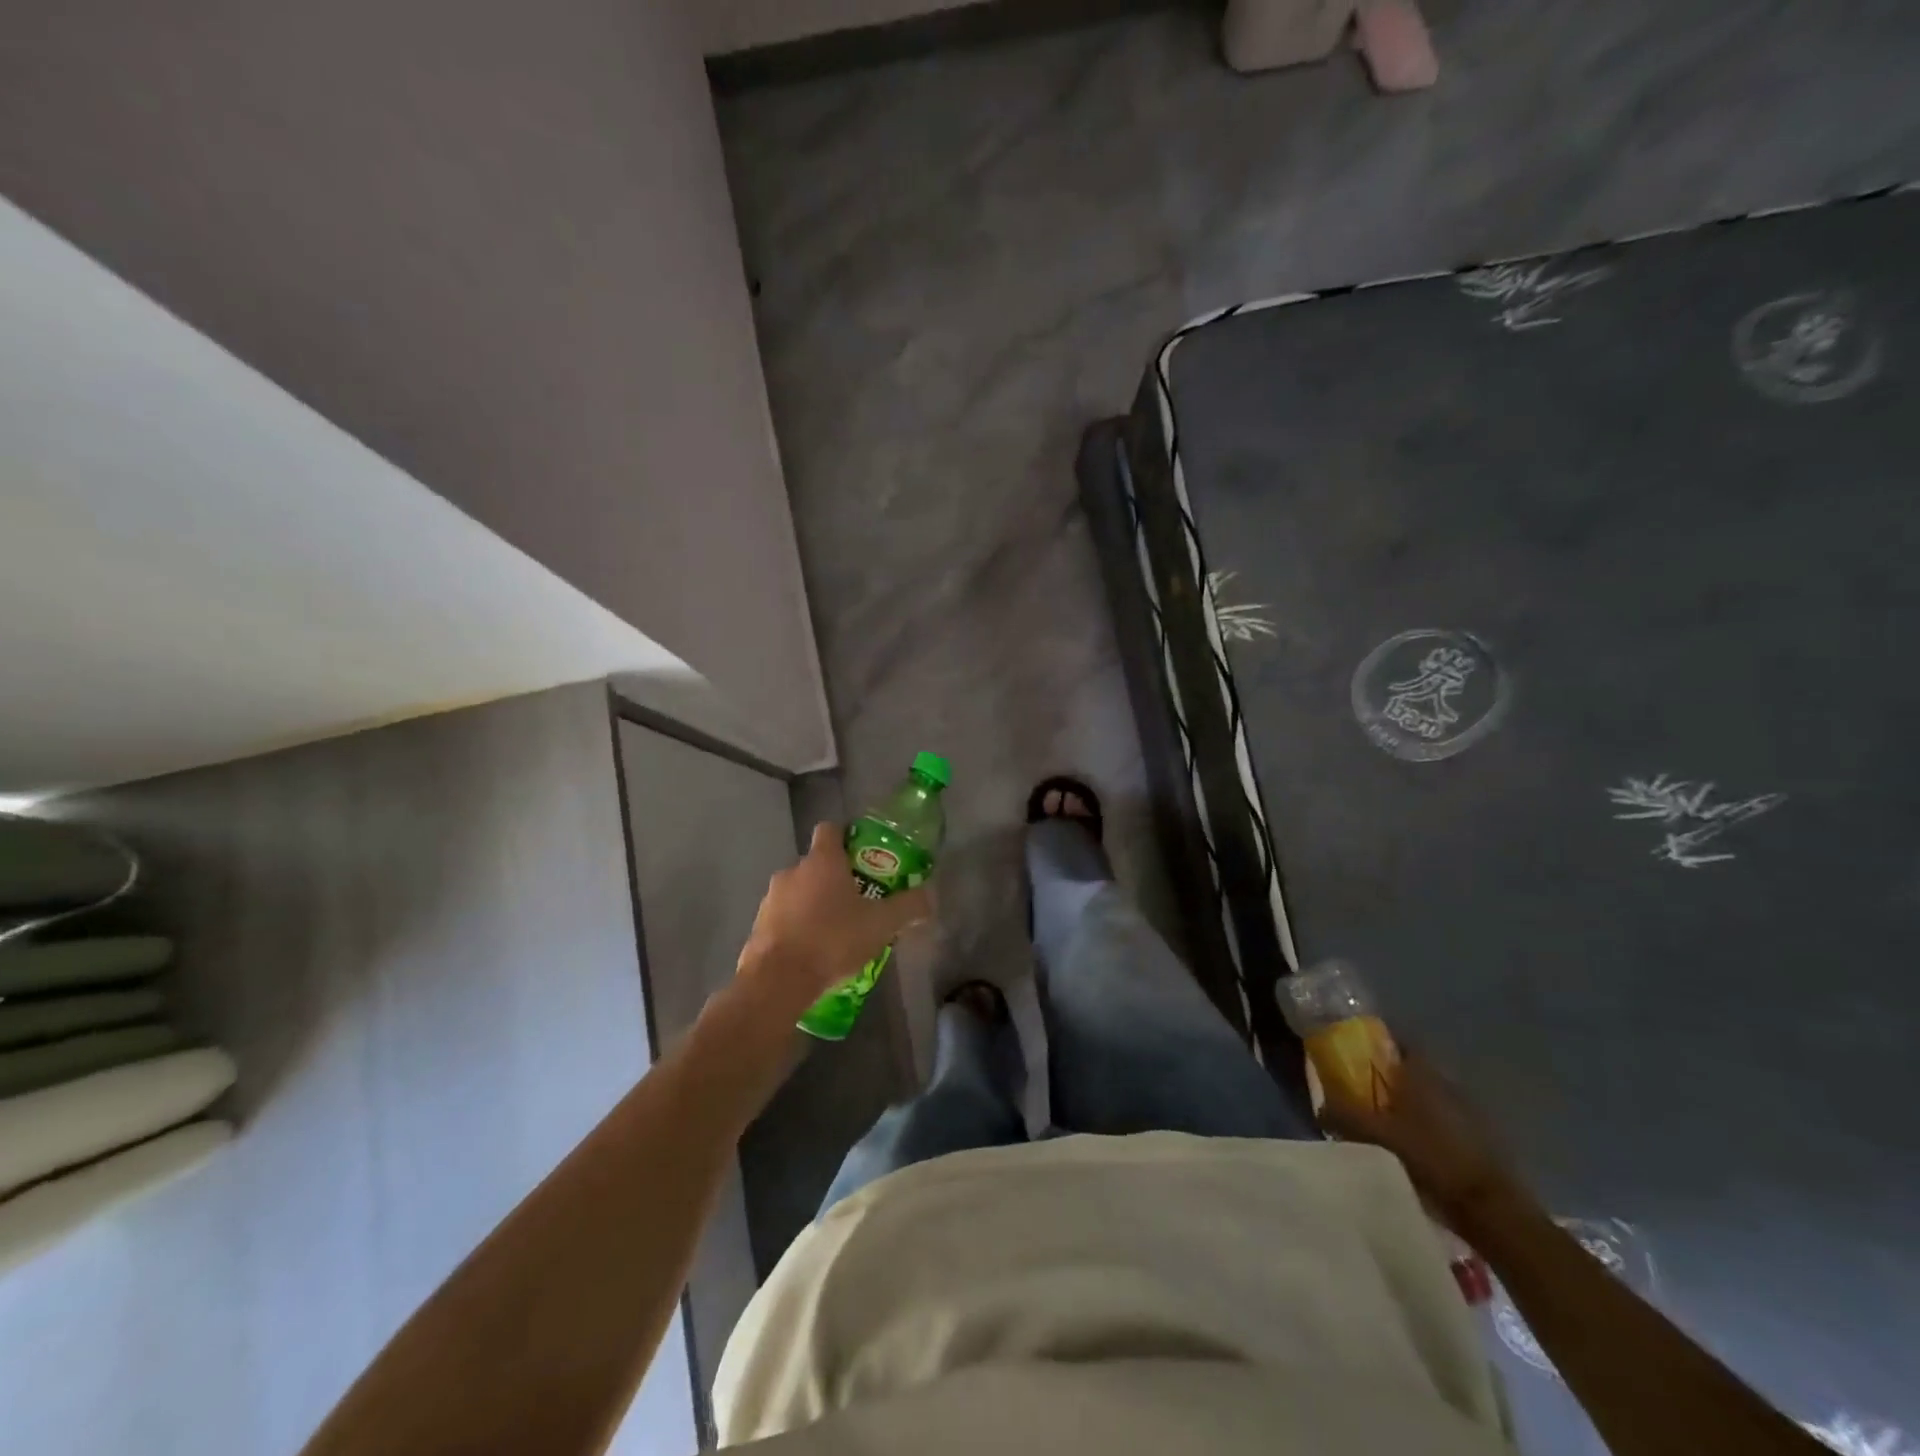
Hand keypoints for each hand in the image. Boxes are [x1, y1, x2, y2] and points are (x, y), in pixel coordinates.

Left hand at [735, 823, 932, 1012]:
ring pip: (799, 891)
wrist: (777, 981)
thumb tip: (930, 895)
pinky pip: (784, 917)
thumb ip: (908, 907)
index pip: (830, 829)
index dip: (846, 838)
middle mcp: (792, 870)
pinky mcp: (758, 925)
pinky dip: (798, 926)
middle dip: (836, 878)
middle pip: (817, 864)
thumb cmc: (832, 940)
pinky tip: (814, 951)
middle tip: (859, 901)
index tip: (863, 856)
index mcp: (822, 860)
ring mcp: (771, 898)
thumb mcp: (881, 925)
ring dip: (815, 904)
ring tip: (837, 931)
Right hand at [1318, 1055, 1514, 1227]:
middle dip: (1389, 1079)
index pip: (1396, 1042)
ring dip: (1410, 1106)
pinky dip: (1429, 1128)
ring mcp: (1468, 1110)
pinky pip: (1445, 1121)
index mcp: (1421, 1072)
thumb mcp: (1377, 1137)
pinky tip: (1415, 1151)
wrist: (1493, 1209)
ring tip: (1386, 1128)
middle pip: (1410, 1070)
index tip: (1354, 1059)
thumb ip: (1345, 1117)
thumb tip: (1320, 1109)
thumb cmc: (1431, 1159)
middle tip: (1364, 1096)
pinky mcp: (1482, 1138)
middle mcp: (1446, 1082)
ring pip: (1428, 1097)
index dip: (1374, 1046)